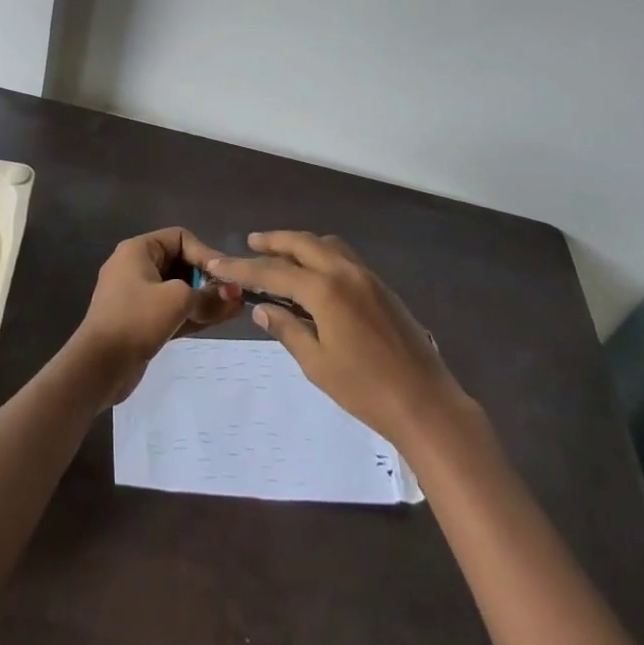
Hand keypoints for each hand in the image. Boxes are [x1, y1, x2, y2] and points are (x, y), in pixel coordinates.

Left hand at [73, 227, 241, 405]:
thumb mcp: (177, 301)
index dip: (206, 254)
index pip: (180, 238)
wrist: (98, 367)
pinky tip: (219, 320)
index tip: (227, 276)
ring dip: (205, 299)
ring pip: (178, 290)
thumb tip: (234, 295)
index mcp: (138, 250)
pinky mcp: (141, 321)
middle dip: (208, 279)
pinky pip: (172, 310)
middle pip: (180, 264)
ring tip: (235, 309)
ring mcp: (137, 296)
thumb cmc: (136, 320)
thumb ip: (208, 295)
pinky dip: (193, 314)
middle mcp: (136, 267)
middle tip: (234, 295)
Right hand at [209, 231, 468, 449]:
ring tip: (280, 253)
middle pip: (302, 243)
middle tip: (250, 242)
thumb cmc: (366, 390)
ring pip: (326, 244)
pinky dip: (322, 254)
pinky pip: (344, 256)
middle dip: (273, 241)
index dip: (242, 268)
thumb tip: (262, 309)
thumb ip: (287, 330)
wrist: (425, 403)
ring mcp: (367, 277)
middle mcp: (346, 272)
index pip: (274, 272)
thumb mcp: (317, 364)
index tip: (217, 262)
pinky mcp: (381, 287)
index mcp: (326, 290)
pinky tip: (315, 272)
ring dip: (300, 244)